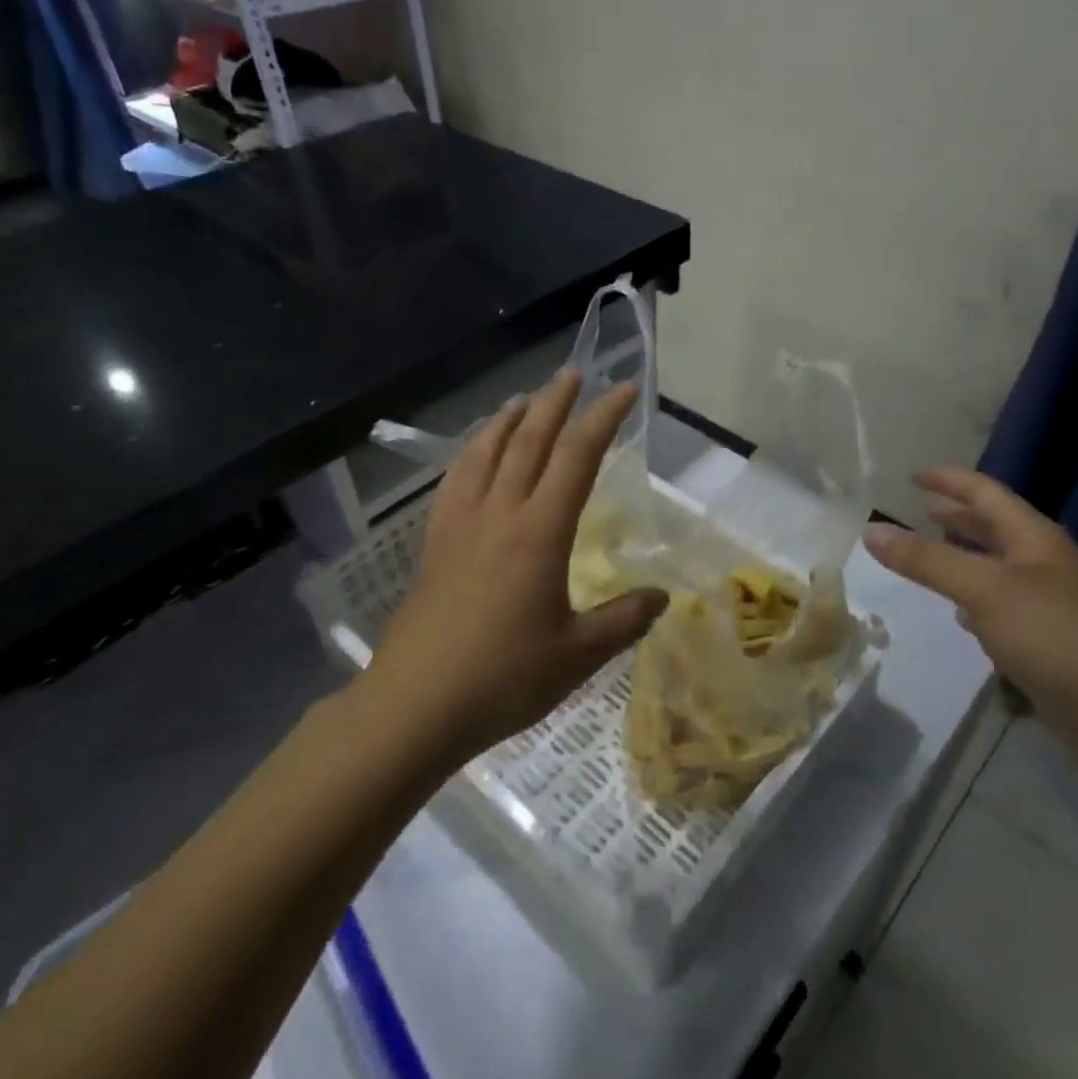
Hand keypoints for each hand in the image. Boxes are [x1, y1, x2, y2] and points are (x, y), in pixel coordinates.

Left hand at [369, 371, 668, 761]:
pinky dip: (472, 453)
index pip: (578, 457)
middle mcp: (499, 514)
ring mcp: (460, 525)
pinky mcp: (434, 543)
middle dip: (555, 403)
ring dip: (509, 420)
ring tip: (525, 400)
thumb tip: (662, 597)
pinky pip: (456, 480)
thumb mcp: (578, 655)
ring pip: (486, 453)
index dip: (603, 418)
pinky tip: (476, 454)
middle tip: (573, 373)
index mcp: (539, 533)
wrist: (414, 705)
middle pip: (529, 441)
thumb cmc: (502, 679)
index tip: (624, 389)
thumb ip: (624, 620)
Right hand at [863, 468, 1077, 713]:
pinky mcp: (1046, 642)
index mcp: (1033, 538)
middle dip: (956, 516)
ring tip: (929, 556)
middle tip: (919, 511)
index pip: (985, 493)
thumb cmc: (1055, 635)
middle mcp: (1042, 563)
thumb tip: (871, 530)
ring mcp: (1047, 604)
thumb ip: (927, 560)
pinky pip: (1001, 608)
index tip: (913, 475)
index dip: (950, 480)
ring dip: (963, 558)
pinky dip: (974, 601)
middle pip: (994, 528)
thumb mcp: (984, 589)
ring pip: (995, 569)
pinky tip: (959, 616)